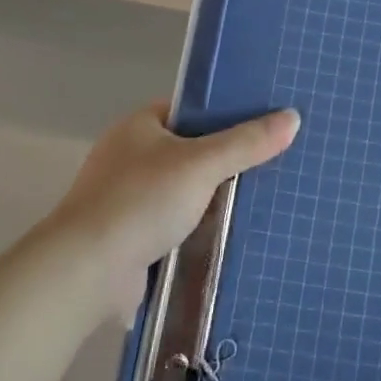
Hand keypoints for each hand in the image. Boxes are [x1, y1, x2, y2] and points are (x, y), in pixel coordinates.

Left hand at [43, 102, 300, 275]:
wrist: (86, 270)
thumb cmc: (141, 201)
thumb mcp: (202, 164)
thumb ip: (246, 143)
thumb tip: (293, 117)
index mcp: (139, 126)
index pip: (190, 109)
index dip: (225, 114)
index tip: (264, 122)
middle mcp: (130, 156)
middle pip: (190, 151)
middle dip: (225, 161)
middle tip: (273, 162)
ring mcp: (128, 198)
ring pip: (185, 190)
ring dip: (213, 199)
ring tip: (264, 198)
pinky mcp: (131, 236)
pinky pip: (175, 223)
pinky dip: (198, 228)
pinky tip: (232, 234)